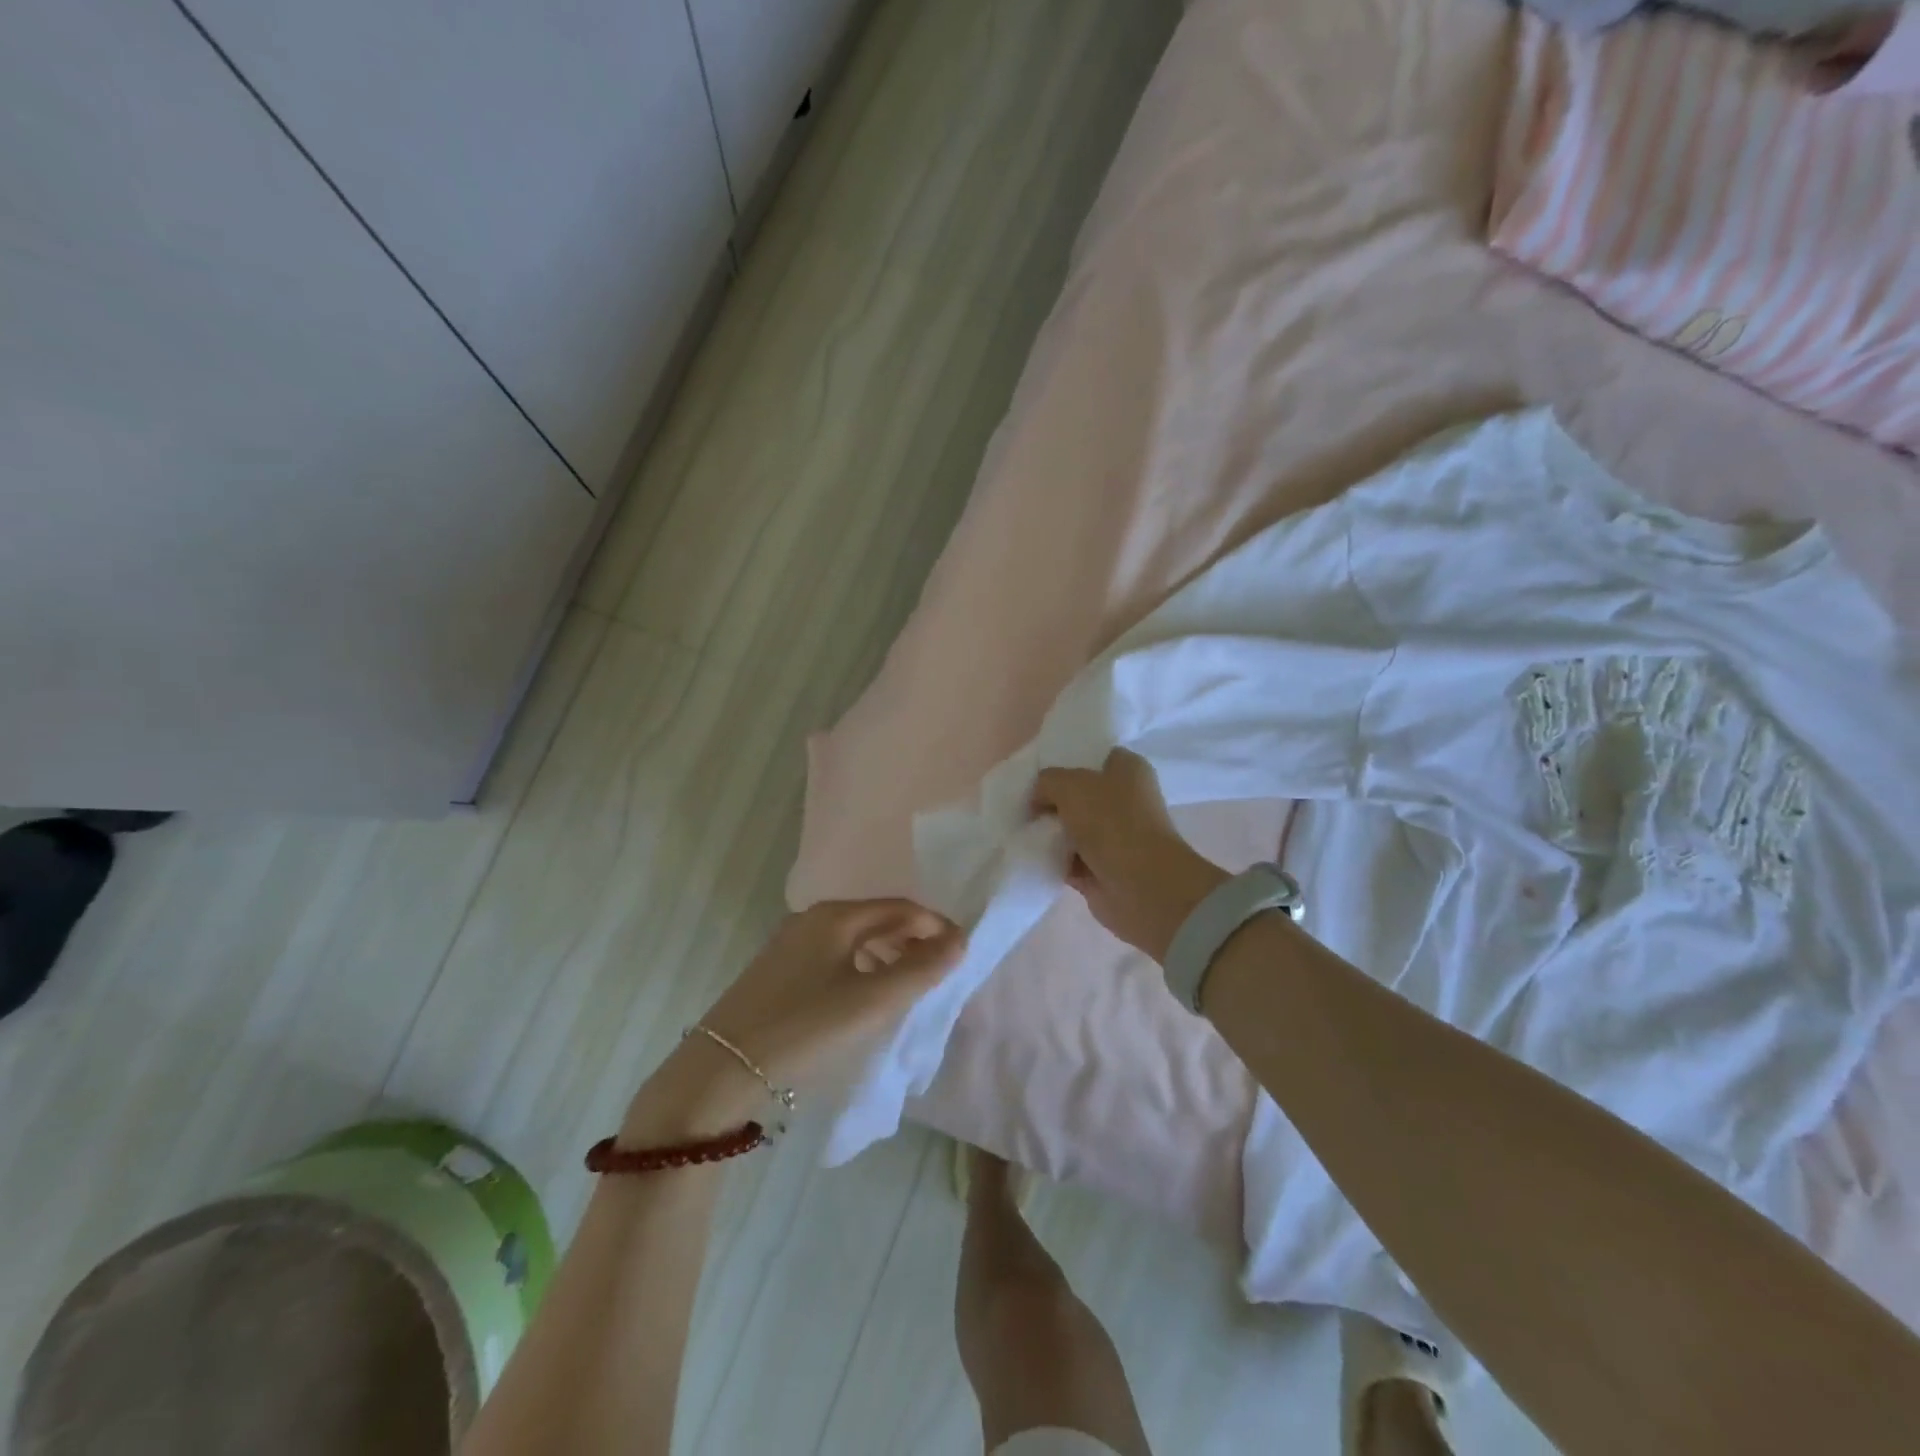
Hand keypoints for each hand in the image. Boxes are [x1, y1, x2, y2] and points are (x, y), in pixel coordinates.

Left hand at [628, 900, 965, 1138]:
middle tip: (939, 973)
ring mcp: (790, 946)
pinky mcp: (777, 974)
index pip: (901, 908)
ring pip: (854, 941)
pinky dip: (861, 971)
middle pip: (877, 920)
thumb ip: (921, 969)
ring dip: (888, 957)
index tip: (962, 954)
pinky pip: (834, 960)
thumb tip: (959, 940)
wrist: (719, 1073)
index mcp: (835, 916)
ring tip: (908, 989)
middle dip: (913, 941)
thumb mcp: (872, 1002)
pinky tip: (864, 1001)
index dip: (935, 927)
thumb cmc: (804, 1028)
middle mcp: (811, 920)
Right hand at [1031, 748, 1226, 962]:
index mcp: (1128, 770)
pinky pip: (1067, 859)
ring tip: (1019, 829)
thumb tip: (1038, 799)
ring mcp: (1114, 837)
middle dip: (1051, 799)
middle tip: (1023, 802)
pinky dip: (1051, 858)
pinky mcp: (1102, 869)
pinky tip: (1028, 853)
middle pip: (1079, 794)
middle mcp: (1125, 801)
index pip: (1093, 756)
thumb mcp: (1070, 785)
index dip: (1065, 761)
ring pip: (1072, 828)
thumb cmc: (1112, 823)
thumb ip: (1047, 782)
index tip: (1037, 772)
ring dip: (1049, 831)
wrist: (1141, 887)